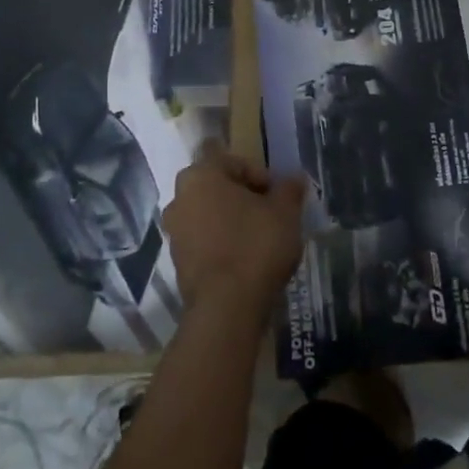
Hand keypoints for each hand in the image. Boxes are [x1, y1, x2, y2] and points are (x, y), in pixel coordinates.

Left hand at [162, 143, 305, 325]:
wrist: (226, 307)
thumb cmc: (255, 245)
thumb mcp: (285, 212)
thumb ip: (289, 190)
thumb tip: (295, 178)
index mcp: (201, 175)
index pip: (232, 161)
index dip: (259, 175)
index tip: (277, 196)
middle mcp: (180, 198)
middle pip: (217, 187)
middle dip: (243, 197)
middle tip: (269, 214)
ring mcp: (174, 231)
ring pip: (208, 214)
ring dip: (230, 220)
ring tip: (259, 239)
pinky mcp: (177, 261)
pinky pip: (203, 241)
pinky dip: (221, 243)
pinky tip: (244, 259)